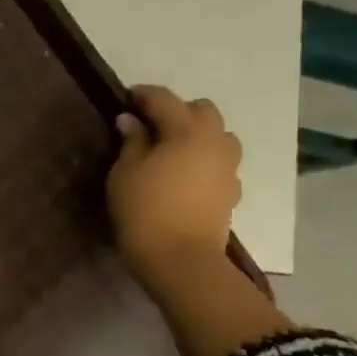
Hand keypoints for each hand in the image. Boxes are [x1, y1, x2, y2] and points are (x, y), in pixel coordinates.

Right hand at [107, 85, 241, 288]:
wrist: (181, 260)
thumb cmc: (144, 211)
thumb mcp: (125, 173)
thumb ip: (131, 141)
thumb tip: (131, 121)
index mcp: (187, 131)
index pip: (164, 99)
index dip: (143, 95)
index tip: (126, 98)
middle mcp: (215, 142)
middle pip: (202, 110)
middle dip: (177, 111)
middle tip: (150, 125)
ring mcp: (228, 168)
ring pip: (218, 136)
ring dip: (197, 134)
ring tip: (171, 150)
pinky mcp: (231, 192)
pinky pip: (220, 163)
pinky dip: (203, 160)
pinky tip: (185, 175)